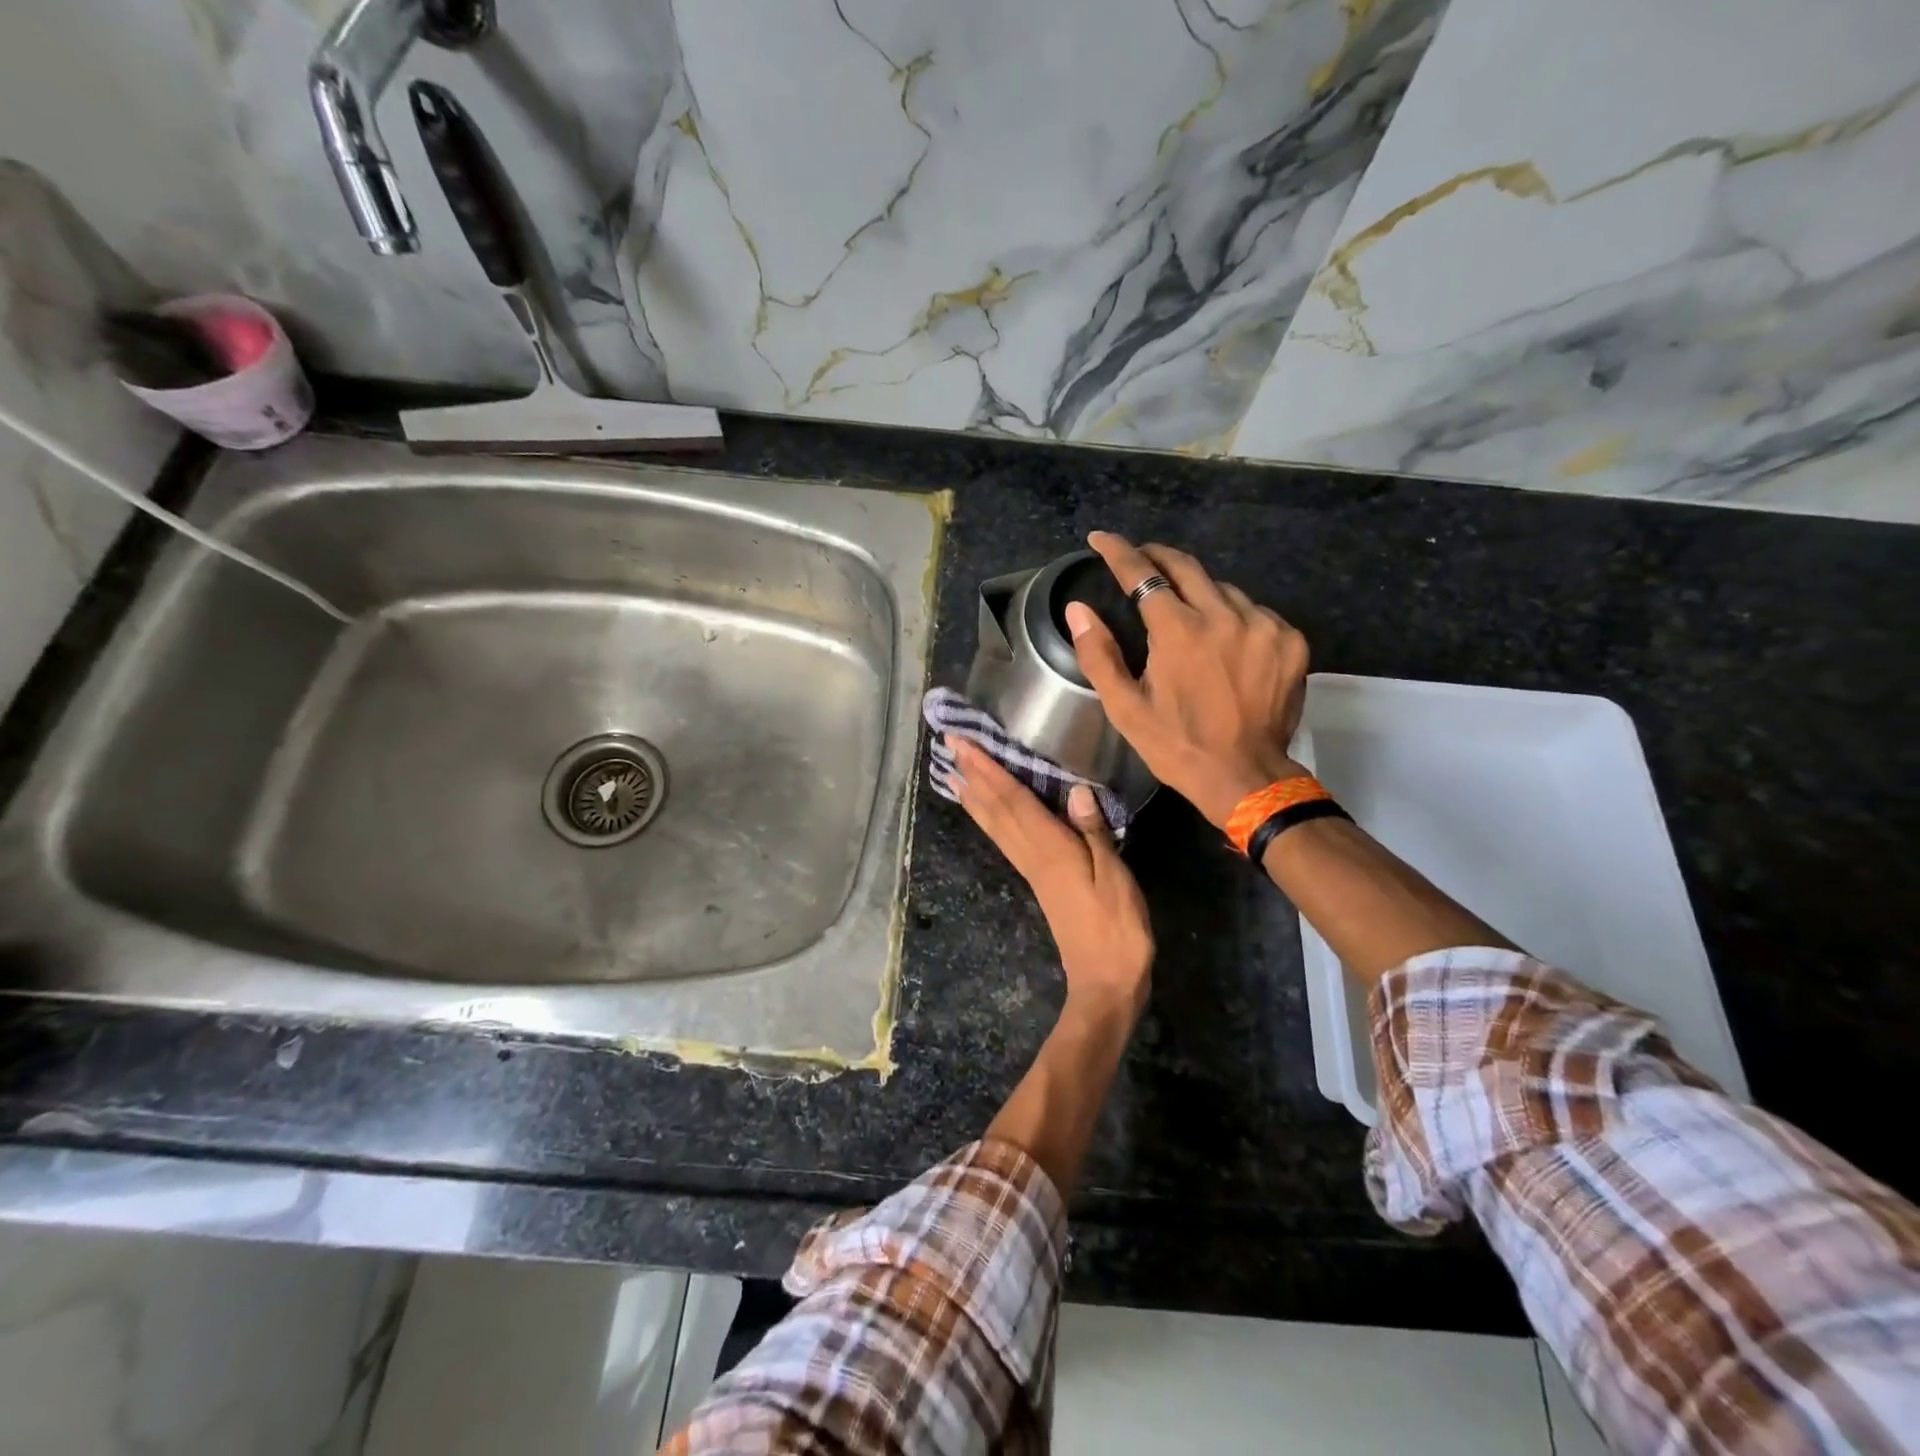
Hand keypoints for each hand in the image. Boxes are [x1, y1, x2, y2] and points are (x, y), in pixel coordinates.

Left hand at [946, 737, 1153, 1016]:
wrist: (1106, 981)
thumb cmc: (1118, 928)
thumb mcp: (1115, 877)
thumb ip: (1094, 832)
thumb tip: (1075, 789)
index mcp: (1050, 849)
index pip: (1012, 799)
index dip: (987, 769)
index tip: (962, 743)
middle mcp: (1032, 855)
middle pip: (996, 809)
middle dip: (972, 775)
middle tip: (949, 746)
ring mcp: (1032, 869)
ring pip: (995, 825)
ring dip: (974, 796)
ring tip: (953, 773)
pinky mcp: (1037, 881)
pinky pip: (1005, 840)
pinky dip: (990, 820)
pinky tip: (987, 814)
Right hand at [1067, 532, 1309, 829]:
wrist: (1246, 777)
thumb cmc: (1176, 745)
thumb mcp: (1125, 708)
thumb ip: (1098, 654)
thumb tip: (1078, 609)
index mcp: (1179, 631)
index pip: (1143, 573)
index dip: (1118, 551)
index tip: (1100, 538)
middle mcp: (1224, 616)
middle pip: (1186, 566)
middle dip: (1157, 555)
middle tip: (1138, 557)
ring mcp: (1263, 625)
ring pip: (1222, 589)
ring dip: (1197, 591)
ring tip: (1182, 608)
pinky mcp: (1290, 641)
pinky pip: (1254, 612)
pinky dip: (1232, 615)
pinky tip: (1223, 637)